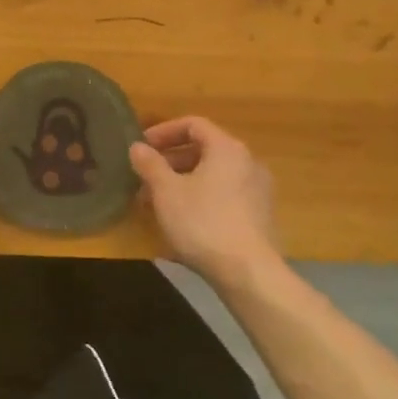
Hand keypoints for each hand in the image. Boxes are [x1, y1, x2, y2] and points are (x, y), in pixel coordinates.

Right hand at [130, 116, 280, 287]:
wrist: (249, 274)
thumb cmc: (203, 223)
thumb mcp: (167, 192)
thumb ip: (150, 164)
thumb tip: (137, 147)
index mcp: (227, 148)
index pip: (193, 124)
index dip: (164, 132)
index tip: (142, 147)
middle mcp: (247, 162)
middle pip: (204, 150)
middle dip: (170, 162)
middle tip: (145, 178)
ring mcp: (257, 191)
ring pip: (213, 176)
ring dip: (183, 182)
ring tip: (158, 203)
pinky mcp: (260, 217)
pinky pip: (224, 196)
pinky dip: (201, 199)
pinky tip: (182, 222)